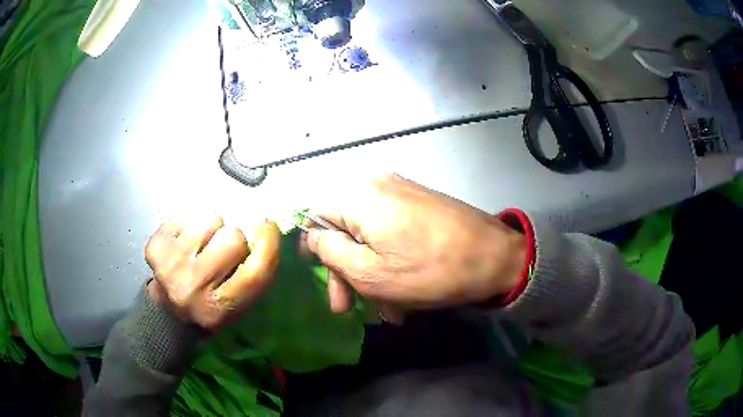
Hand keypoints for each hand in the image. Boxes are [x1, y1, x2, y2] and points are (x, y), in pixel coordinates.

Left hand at [145, 216, 279, 330]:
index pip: (255, 272)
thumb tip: (266, 230)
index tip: (268, 226)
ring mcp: (170, 266)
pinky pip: (185, 217)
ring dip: (211, 230)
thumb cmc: (209, 308)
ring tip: (202, 247)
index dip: (268, 244)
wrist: (167, 314)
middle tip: (223, 251)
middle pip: (233, 238)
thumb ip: (254, 275)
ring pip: (209, 221)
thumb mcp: (238, 305)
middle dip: (234, 240)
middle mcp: (193, 288)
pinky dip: (188, 228)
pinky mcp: (155, 248)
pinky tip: (183, 246)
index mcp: (219, 308)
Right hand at [305, 174, 525, 315]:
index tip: (324, 280)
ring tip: (388, 309)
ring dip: (373, 273)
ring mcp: (402, 192)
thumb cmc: (429, 269)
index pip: (316, 217)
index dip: (314, 250)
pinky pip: (392, 232)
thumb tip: (313, 238)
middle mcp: (376, 184)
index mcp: (358, 196)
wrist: (496, 257)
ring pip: (371, 236)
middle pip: (345, 229)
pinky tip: (404, 293)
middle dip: (347, 271)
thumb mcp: (369, 272)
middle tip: (350, 307)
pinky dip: (391, 261)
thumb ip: (331, 252)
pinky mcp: (421, 203)